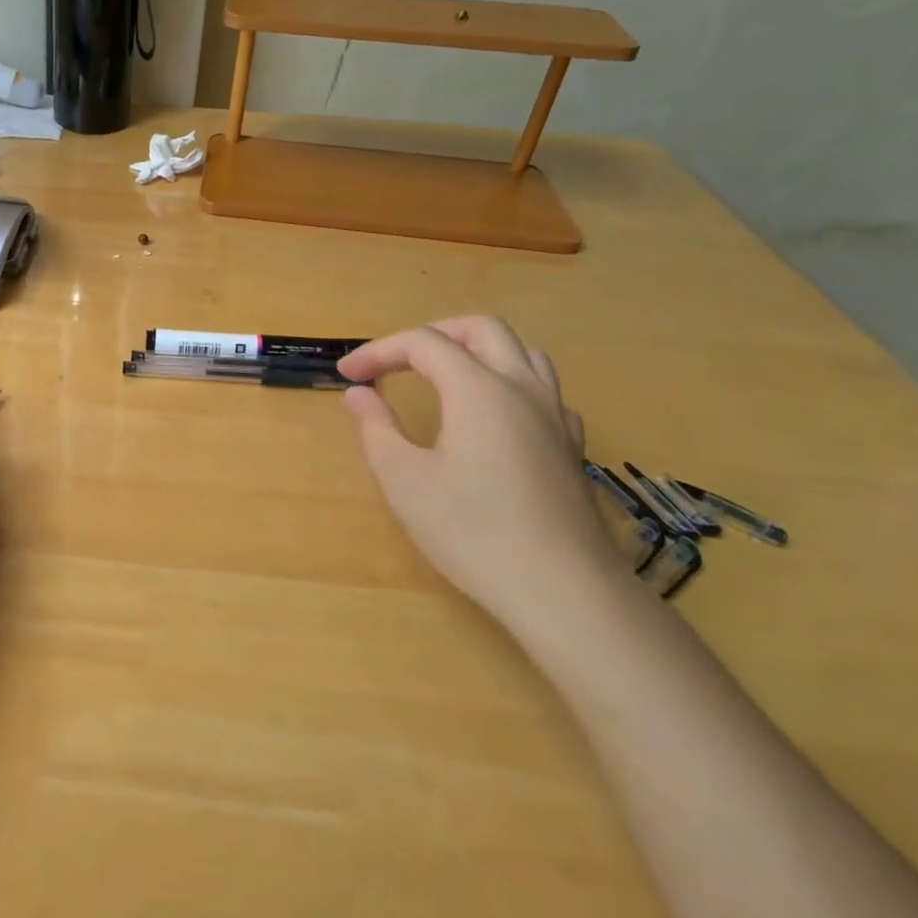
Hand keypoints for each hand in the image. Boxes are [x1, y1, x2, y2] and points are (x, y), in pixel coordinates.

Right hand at [339, 317, 618, 627]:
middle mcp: (522, 388)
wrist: (562, 589)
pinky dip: (507, 381)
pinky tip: (492, 414)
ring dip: (475, 349)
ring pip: (521, 351)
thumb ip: (377, 427)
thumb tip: (359, 394)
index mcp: (479, 390)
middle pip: (480, 329)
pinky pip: (542, 388)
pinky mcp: (570, 445)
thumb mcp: (404, 480)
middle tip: (395, 361)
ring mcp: (555, 415)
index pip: (423, 343)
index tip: (348, 375)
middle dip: (431, 334)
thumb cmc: (472, 531)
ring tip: (442, 375)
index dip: (379, 351)